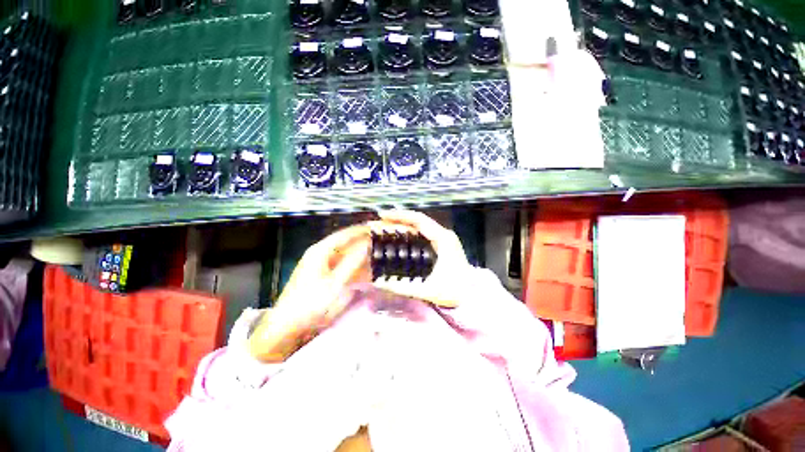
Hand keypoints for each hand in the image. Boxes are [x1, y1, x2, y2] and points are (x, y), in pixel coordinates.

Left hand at [248, 224, 370, 361]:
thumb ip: (352, 262)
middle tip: (382, 244)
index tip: (379, 229)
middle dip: (364, 243)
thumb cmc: (310, 303)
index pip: (346, 234)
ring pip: (346, 255)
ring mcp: (322, 264)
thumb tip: (368, 245)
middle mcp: (321, 253)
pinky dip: (355, 267)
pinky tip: (366, 272)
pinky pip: (343, 266)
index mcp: (321, 251)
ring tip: (378, 257)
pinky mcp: (324, 275)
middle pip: (347, 243)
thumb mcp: (335, 283)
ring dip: (361, 256)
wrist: (287, 326)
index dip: (363, 230)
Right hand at [371, 210, 472, 307]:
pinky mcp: (442, 242)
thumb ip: (402, 287)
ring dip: (404, 223)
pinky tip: (399, 234)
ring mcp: (444, 237)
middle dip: (399, 218)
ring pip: (421, 225)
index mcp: (443, 239)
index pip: (419, 221)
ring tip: (386, 224)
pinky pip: (423, 232)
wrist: (471, 293)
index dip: (400, 216)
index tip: (383, 216)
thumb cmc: (453, 291)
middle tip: (380, 220)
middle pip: (418, 220)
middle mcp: (444, 234)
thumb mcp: (427, 290)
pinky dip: (410, 230)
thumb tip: (379, 282)